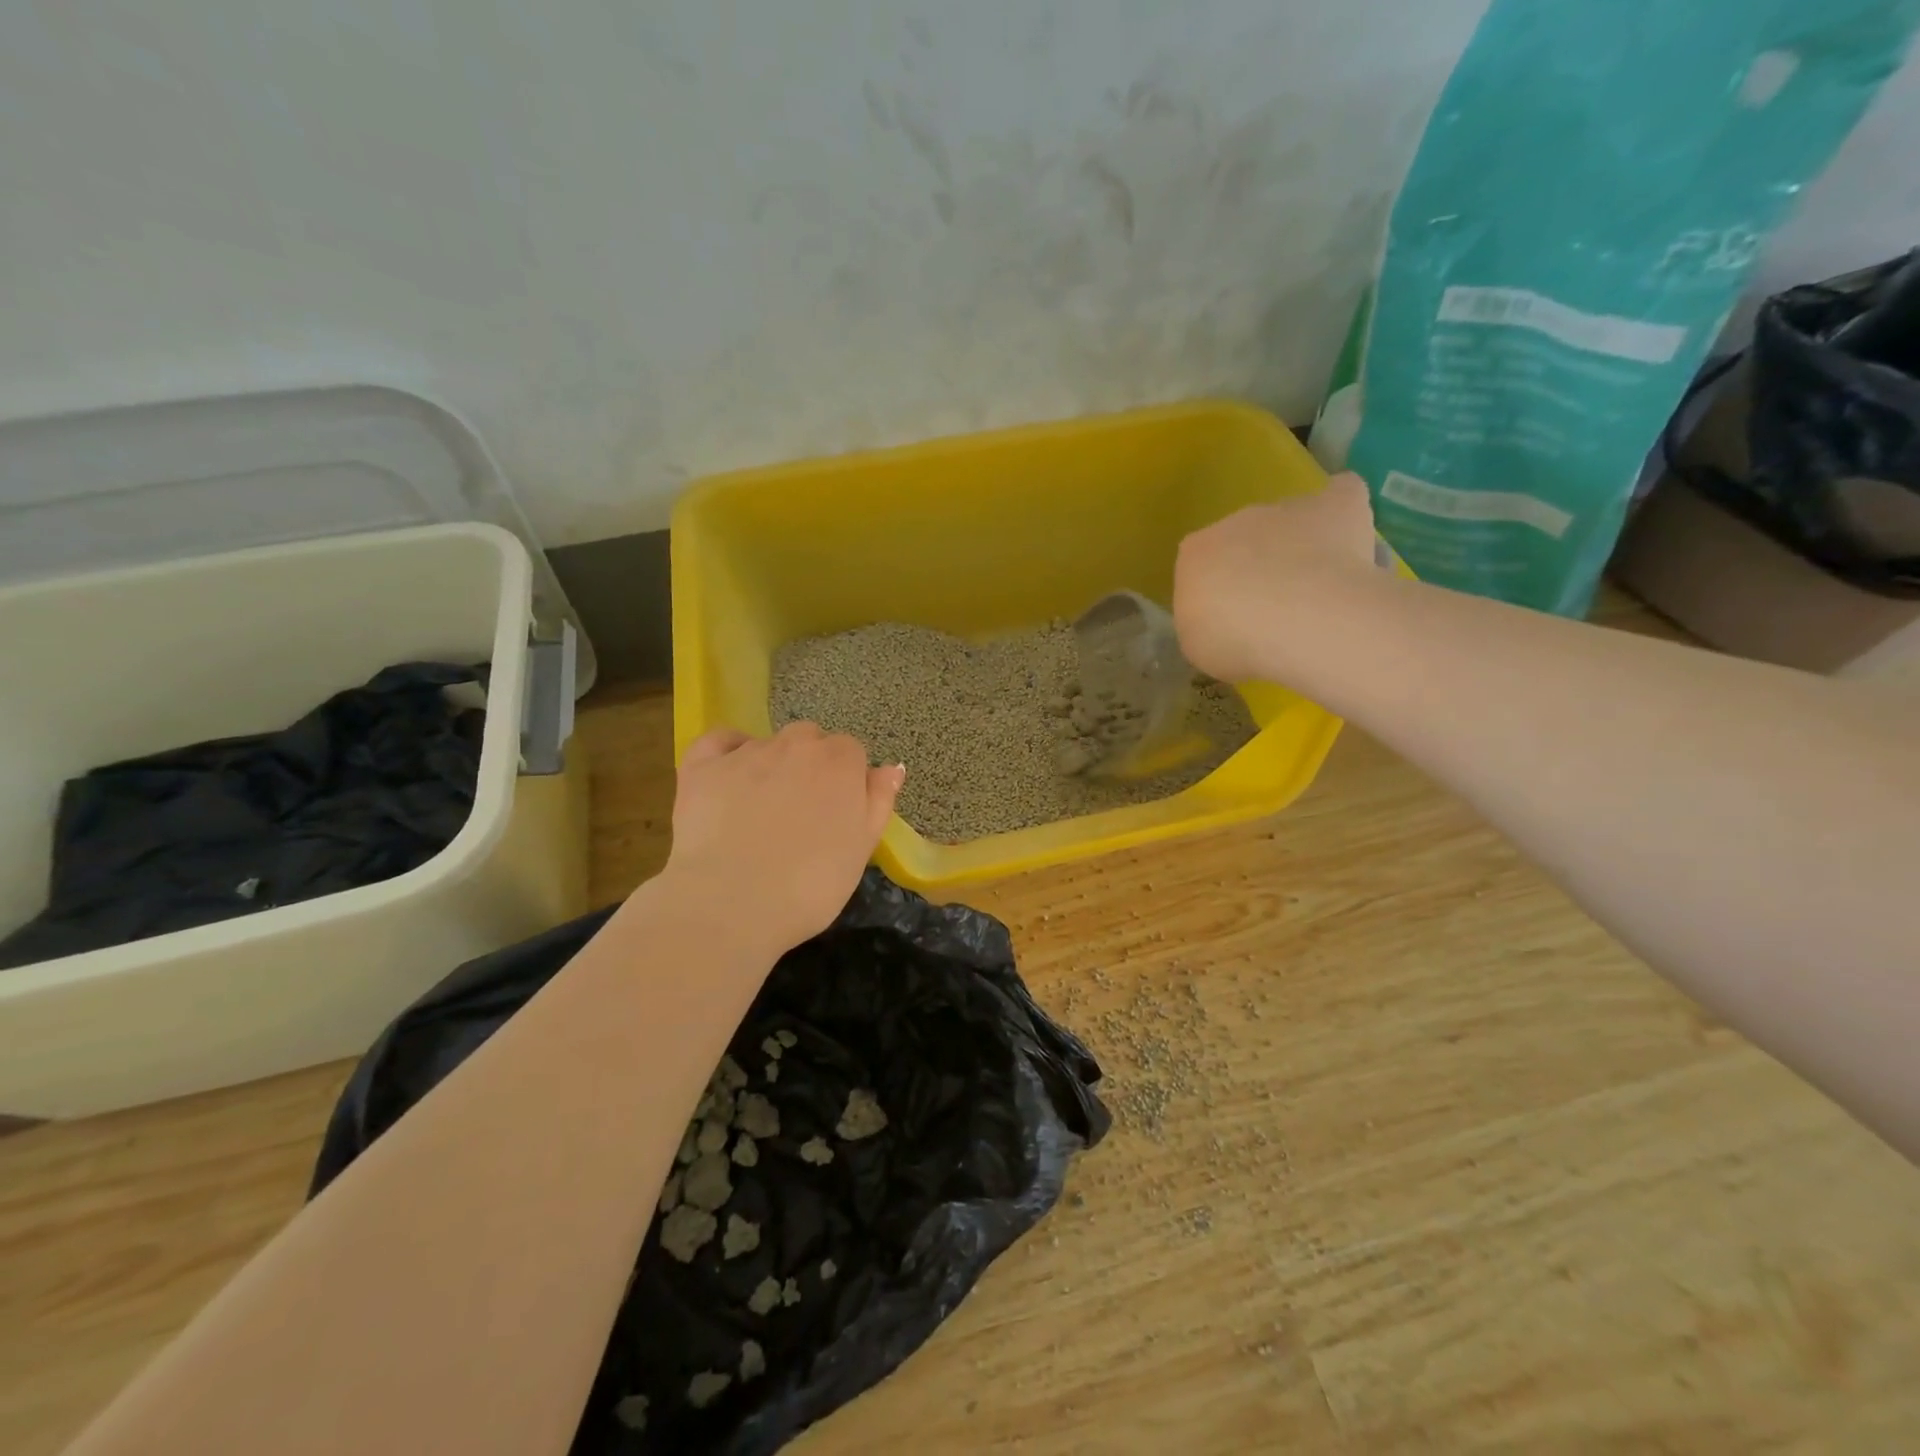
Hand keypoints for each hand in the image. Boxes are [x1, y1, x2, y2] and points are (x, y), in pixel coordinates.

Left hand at [664, 723, 905, 955]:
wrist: (732, 903)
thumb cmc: (810, 886)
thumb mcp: (861, 850)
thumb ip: (878, 802)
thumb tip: (891, 768)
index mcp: (841, 762)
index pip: (851, 753)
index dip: (846, 782)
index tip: (837, 815)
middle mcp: (796, 744)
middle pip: (810, 740)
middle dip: (810, 766)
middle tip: (802, 814)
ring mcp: (747, 752)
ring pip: (767, 744)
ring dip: (771, 766)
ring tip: (760, 813)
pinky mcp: (703, 766)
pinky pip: (719, 741)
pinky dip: (726, 752)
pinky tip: (728, 778)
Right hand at [1173, 472, 1380, 682]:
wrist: (1298, 620)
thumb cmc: (1235, 640)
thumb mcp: (1200, 646)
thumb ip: (1206, 625)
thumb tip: (1224, 623)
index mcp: (1195, 554)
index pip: (1199, 565)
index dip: (1216, 593)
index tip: (1231, 621)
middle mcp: (1235, 522)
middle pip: (1244, 541)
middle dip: (1258, 568)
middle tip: (1276, 609)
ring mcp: (1286, 508)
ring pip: (1289, 521)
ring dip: (1299, 547)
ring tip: (1319, 588)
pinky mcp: (1336, 504)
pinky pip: (1340, 495)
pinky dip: (1343, 513)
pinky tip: (1352, 539)